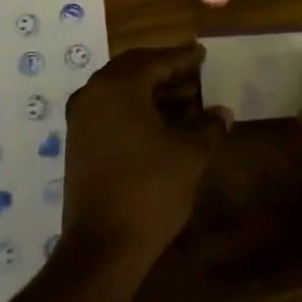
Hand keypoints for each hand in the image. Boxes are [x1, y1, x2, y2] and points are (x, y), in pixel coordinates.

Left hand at [62, 43, 228, 267]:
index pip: (155, 60)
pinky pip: (110, 111)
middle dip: (166, 71)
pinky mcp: (78, 144)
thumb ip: (208, 126)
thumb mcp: (189, 155)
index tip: (203, 54)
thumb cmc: (149, 190)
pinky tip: (161, 125)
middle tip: (195, 75)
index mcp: (118, 87)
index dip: (183, 58)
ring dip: (152, 92)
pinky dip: (135, 109)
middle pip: (134, 70)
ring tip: (186, 102)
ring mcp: (81, 120)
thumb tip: (222, 112)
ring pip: (121, 91)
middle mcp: (93, 94)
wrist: (102, 247)